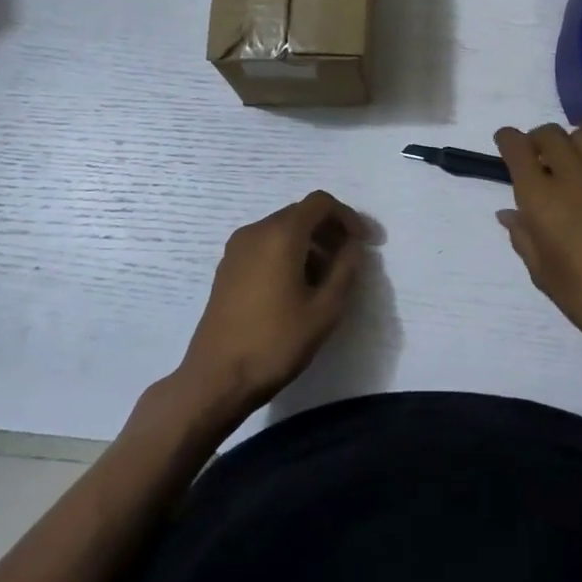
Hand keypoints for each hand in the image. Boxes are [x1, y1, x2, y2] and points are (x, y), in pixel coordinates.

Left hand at [176, 191, 367, 419]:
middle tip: (351, 260)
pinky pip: (265, 245)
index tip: (365, 242)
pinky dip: (288, 253)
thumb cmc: (275, 343)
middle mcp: (255, 231)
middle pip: (300, 214)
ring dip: (310, 243)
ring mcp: (237, 249)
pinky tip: (298, 287)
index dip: (348, 217)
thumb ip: (345, 270)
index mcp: (280, 234)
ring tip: (327, 278)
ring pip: (282, 230)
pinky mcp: (228, 268)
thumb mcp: (324, 310)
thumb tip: (352, 246)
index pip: (320, 203)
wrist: (216, 378)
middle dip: (330, 230)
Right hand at [494, 124, 581, 391]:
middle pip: (551, 133)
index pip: (517, 146)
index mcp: (543, 197)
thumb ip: (524, 237)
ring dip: (571, 147)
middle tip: (537, 161)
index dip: (507, 140)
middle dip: (538, 140)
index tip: (505, 144)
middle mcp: (576, 175)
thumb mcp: (544, 274)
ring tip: (572, 173)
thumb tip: (510, 214)